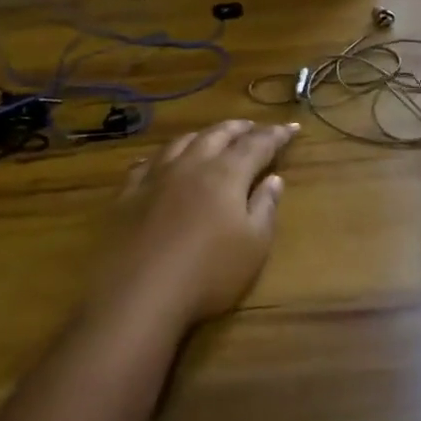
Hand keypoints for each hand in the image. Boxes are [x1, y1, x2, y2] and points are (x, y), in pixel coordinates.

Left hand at [99, 119, 298, 325]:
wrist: (138, 295)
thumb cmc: (208, 273)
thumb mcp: (253, 246)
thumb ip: (265, 207)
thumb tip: (274, 179)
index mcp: (227, 174)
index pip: (258, 144)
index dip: (277, 135)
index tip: (292, 127)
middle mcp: (192, 165)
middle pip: (218, 134)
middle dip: (239, 128)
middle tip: (252, 125)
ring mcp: (156, 177)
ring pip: (182, 142)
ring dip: (203, 135)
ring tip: (212, 135)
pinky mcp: (128, 194)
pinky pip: (146, 163)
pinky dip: (162, 156)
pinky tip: (160, 161)